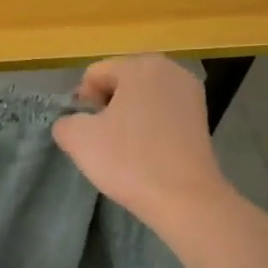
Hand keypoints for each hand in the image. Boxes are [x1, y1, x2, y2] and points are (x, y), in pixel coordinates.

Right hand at [52, 55, 228, 221]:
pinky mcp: (202, 119)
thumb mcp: (78, 139)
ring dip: (128, 118)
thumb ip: (65, 121)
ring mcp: (191, 94)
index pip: (95, 75)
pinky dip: (150, 129)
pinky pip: (162, 115)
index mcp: (141, 65)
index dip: (83, 103)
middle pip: (120, 83)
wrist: (186, 201)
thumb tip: (73, 123)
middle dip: (106, 108)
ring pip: (141, 100)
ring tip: (125, 150)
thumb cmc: (130, 161)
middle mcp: (170, 70)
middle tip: (103, 141)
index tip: (87, 132)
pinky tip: (147, 154)